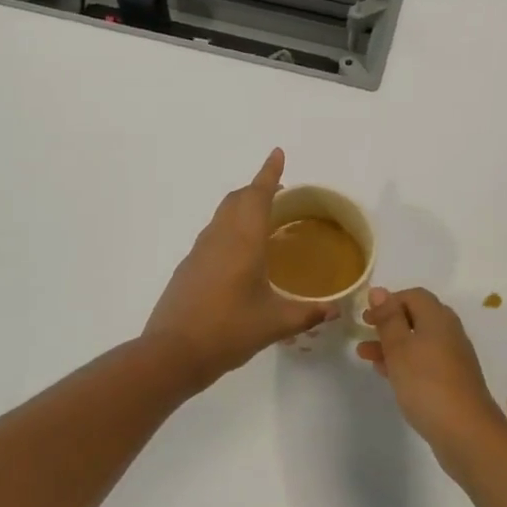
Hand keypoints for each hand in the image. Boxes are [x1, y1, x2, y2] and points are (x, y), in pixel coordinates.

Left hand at [146, 149, 334, 383]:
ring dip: (241, 208)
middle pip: (237, 199)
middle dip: (257, 189)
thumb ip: (307, 313)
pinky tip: (239, 255)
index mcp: (243, 242)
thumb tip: (334, 310)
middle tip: (280, 193)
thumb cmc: (228, 332)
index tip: (277, 153)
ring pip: (222, 215)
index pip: (258, 196)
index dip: (268, 173)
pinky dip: (230, 229)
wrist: (172, 353)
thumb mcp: (275, 324)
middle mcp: (219, 237)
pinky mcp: (188, 267)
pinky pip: (213, 235)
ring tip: (263, 222)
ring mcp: (199, 251)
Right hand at [357, 287, 504, 452]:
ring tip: (365, 356)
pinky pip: (424, 362)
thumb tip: (379, 290)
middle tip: (364, 333)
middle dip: (388, 323)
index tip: (366, 317)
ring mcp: (453, 358)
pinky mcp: (452, 381)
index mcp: (438, 318)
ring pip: (418, 341)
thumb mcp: (399, 347)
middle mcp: (449, 332)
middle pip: (416, 317)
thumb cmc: (426, 383)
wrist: (466, 432)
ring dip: (392, 345)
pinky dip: (404, 362)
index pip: (413, 295)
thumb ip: (388, 318)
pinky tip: (387, 375)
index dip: (388, 301)